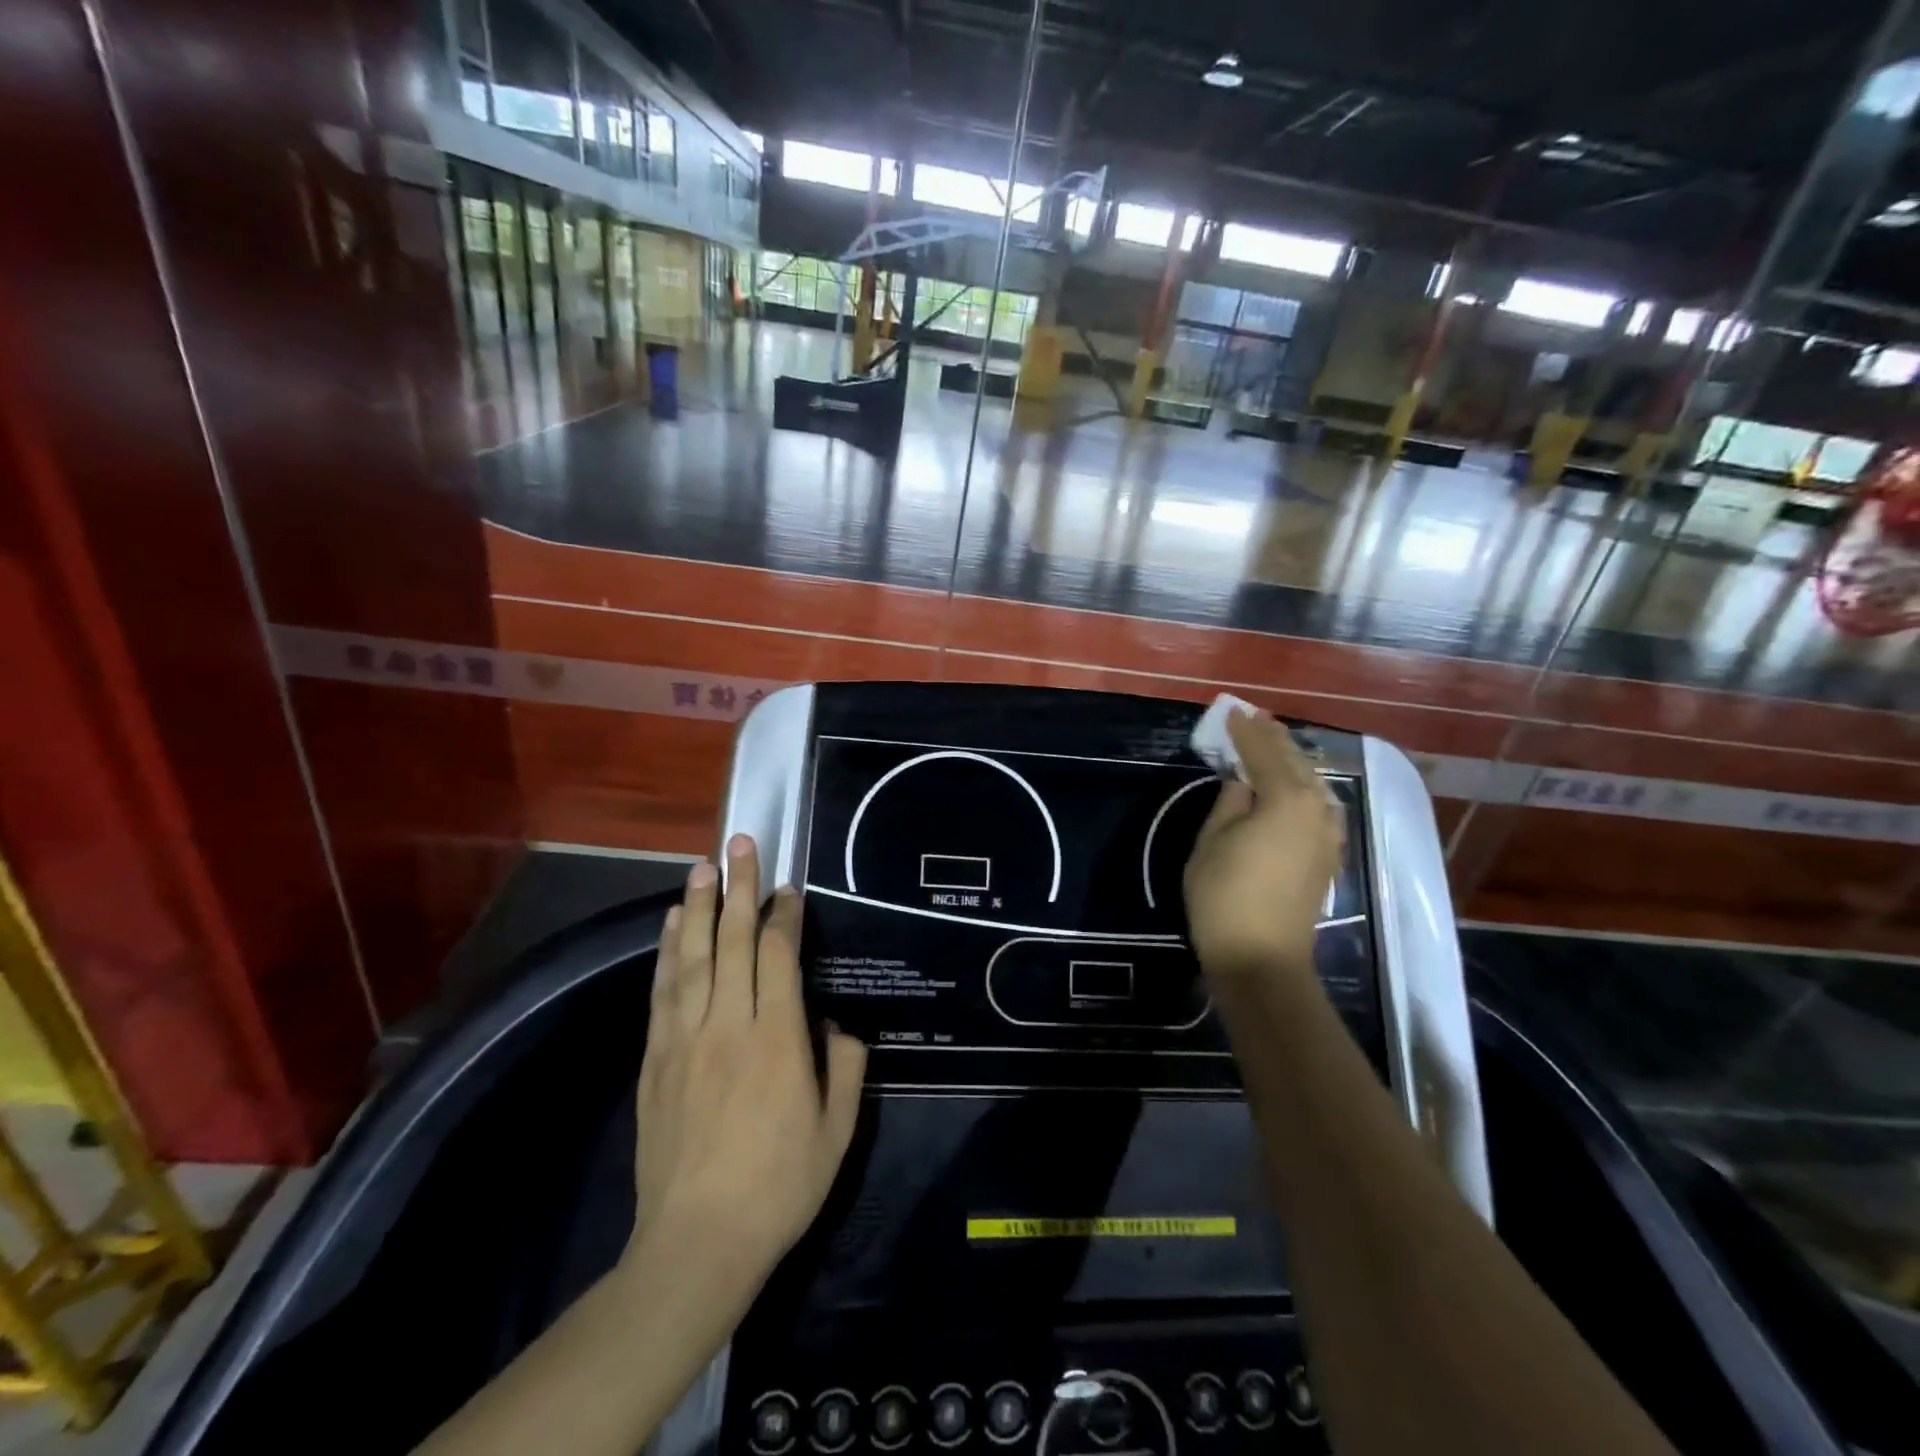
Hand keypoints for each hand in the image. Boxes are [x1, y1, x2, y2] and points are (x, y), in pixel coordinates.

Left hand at [628, 836, 866, 1294]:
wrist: (696, 1244)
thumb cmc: (779, 1188)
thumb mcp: (836, 1132)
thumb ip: (844, 1068)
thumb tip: (837, 1027)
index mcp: (777, 1039)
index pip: (778, 956)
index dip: (784, 915)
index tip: (789, 888)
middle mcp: (729, 1025)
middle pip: (733, 941)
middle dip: (739, 887)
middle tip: (741, 843)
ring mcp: (686, 1039)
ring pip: (693, 957)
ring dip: (698, 906)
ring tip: (703, 865)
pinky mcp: (656, 1059)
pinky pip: (663, 991)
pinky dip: (667, 951)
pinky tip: (672, 924)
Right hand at [1183, 709, 1344, 979]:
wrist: (1261, 959)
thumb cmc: (1224, 896)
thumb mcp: (1212, 841)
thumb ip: (1230, 802)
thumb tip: (1243, 782)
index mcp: (1286, 799)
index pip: (1264, 752)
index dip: (1245, 731)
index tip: (1232, 711)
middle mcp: (1317, 809)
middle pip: (1295, 762)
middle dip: (1273, 738)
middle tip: (1254, 718)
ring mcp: (1328, 833)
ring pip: (1312, 783)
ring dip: (1291, 761)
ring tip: (1272, 743)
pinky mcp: (1327, 855)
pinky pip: (1318, 805)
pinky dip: (1303, 787)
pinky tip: (1294, 786)